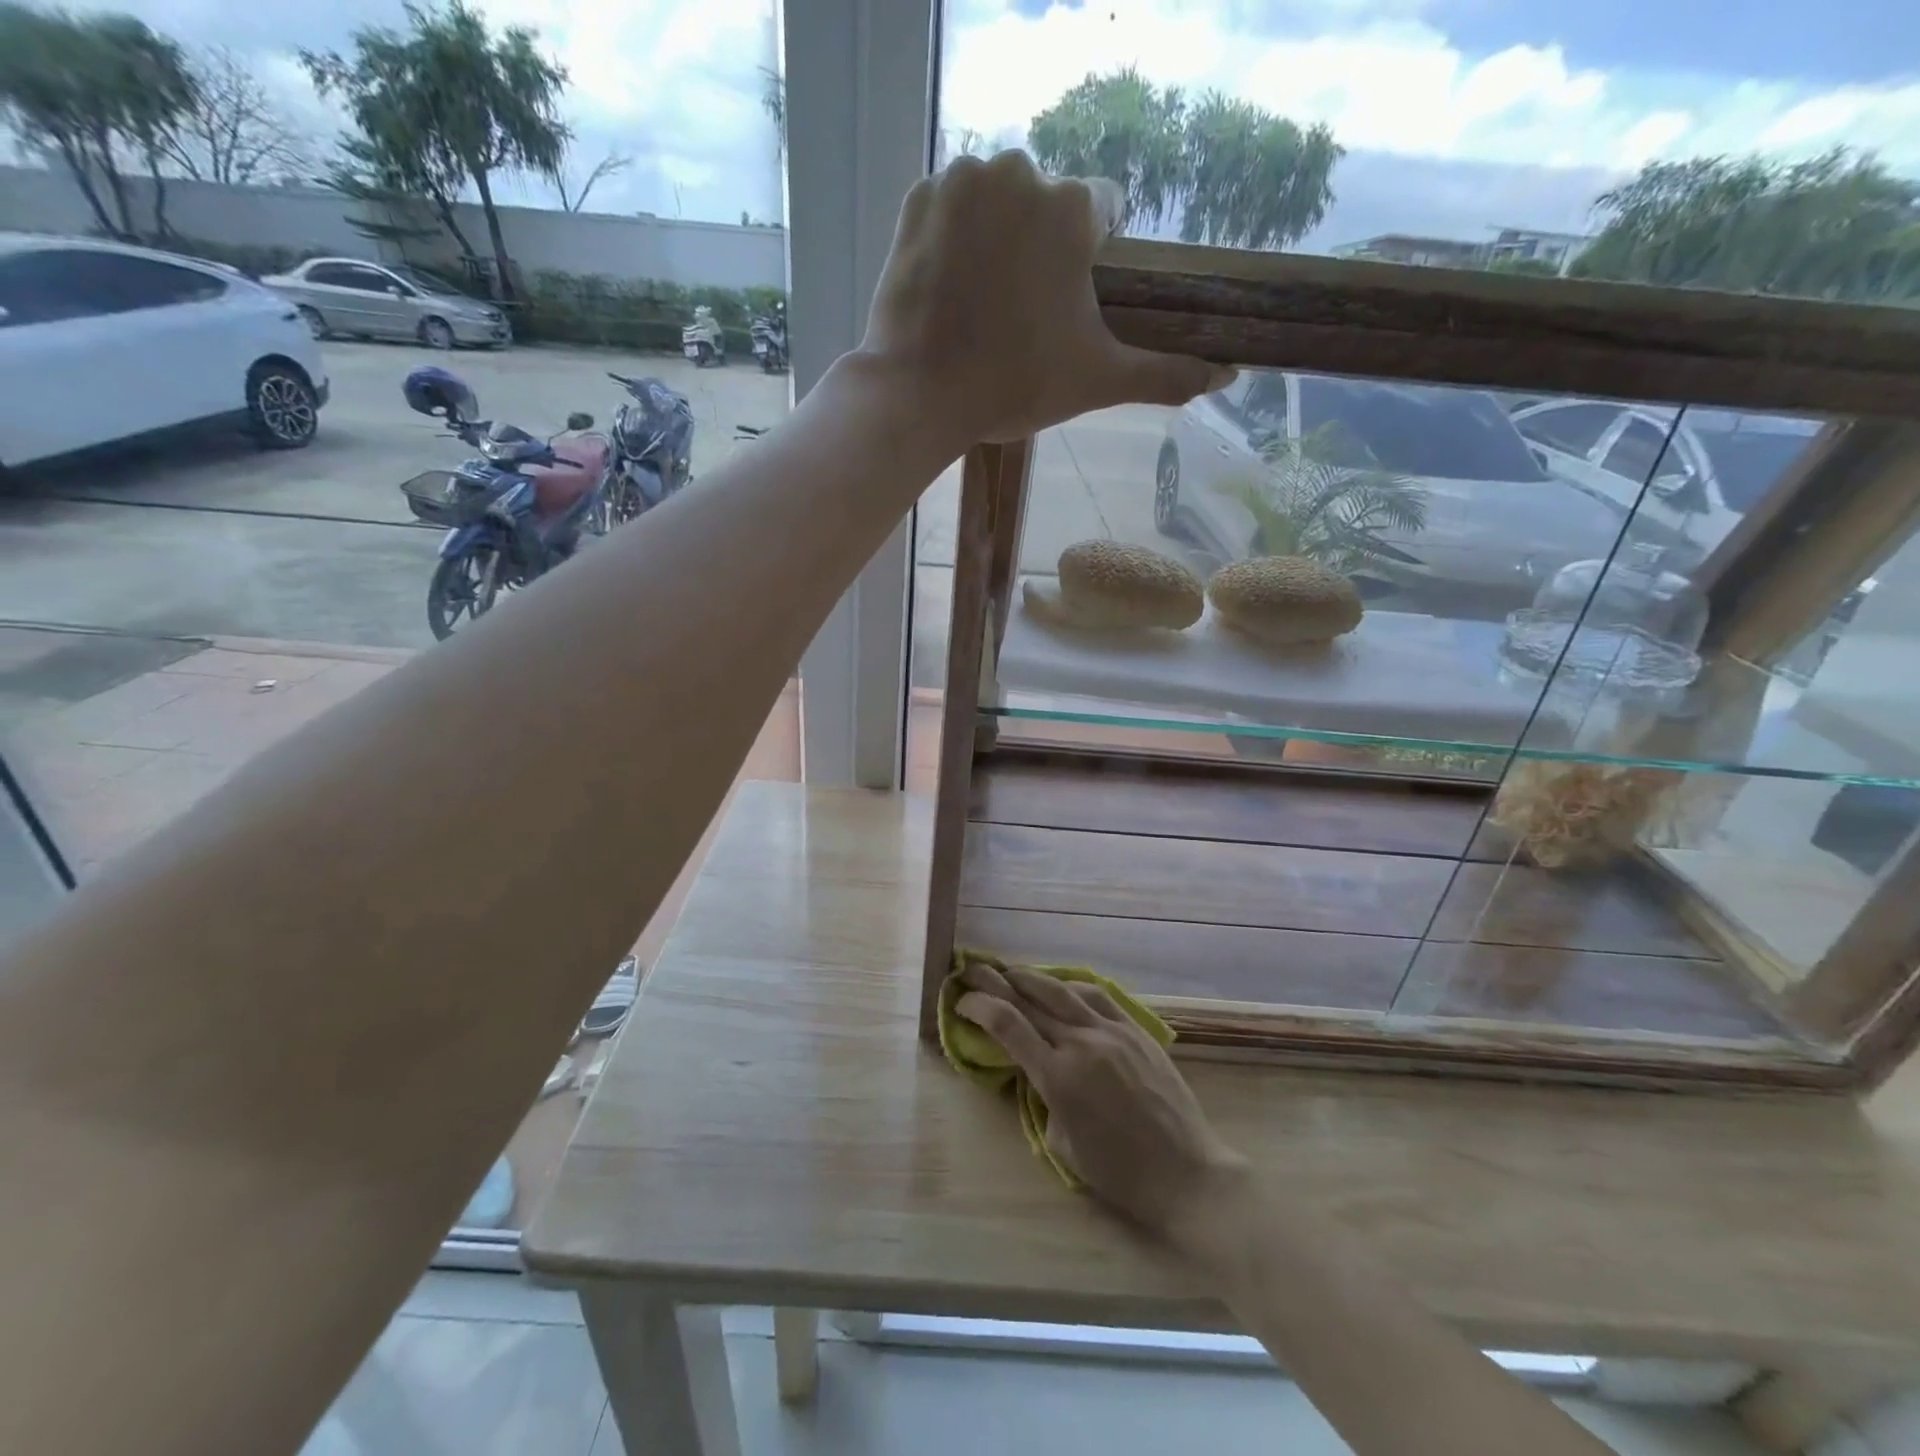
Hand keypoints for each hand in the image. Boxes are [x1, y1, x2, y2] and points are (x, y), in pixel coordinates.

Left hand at [859, 150, 1230, 446]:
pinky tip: (949, 287)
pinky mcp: (915, 199)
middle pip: (1045, 205)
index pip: (1103, 213)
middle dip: (1040, 250)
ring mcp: (961, 180)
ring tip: (982, 305)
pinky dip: (953, 239)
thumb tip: (1229, 375)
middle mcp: (1020, 171)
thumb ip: (1166, 373)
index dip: (1090, 260)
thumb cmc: (1015, 385)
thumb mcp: (1099, 381)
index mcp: (1072, 207)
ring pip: (997, 201)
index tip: (1067, 304)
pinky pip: (949, 208)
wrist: (920, 397)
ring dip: (997, 239)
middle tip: (1019, 316)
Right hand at [956, 960, 1246, 1240]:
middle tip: (971, 970)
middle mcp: (1081, 1043)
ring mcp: (1112, 1032)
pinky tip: (1060, 987)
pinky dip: (1071, 987)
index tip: (961, 1002)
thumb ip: (1042, 1098)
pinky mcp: (1135, 1030)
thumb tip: (1033, 1069)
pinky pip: (1096, 997)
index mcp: (1058, 1077)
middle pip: (1029, 998)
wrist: (1187, 1174)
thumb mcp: (1062, 1144)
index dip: (978, 1006)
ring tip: (1009, 971)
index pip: (1007, 1024)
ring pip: (1061, 990)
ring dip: (1030, 977)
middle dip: (994, 981)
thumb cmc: (1120, 1174)